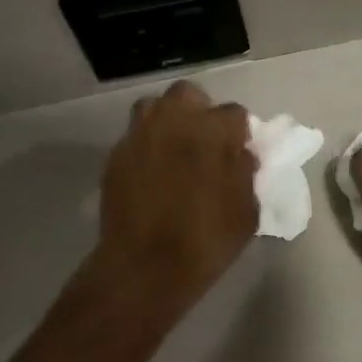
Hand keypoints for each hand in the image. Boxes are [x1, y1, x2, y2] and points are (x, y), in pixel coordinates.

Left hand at [96, 80, 256, 298]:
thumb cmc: (206, 240)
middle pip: (188, 95)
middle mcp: (174, 121)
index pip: (235, 114)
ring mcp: (140, 135)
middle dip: (198, 110)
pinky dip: (146, 147)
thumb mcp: (246, 211)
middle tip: (204, 140)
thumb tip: (241, 155)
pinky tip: (151, 172)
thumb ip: (246, 173)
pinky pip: (135, 138)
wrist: (145, 266)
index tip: (238, 151)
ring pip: (154, 108)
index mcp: (212, 131)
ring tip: (174, 149)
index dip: (238, 132)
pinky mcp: (115, 156)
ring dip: (167, 121)